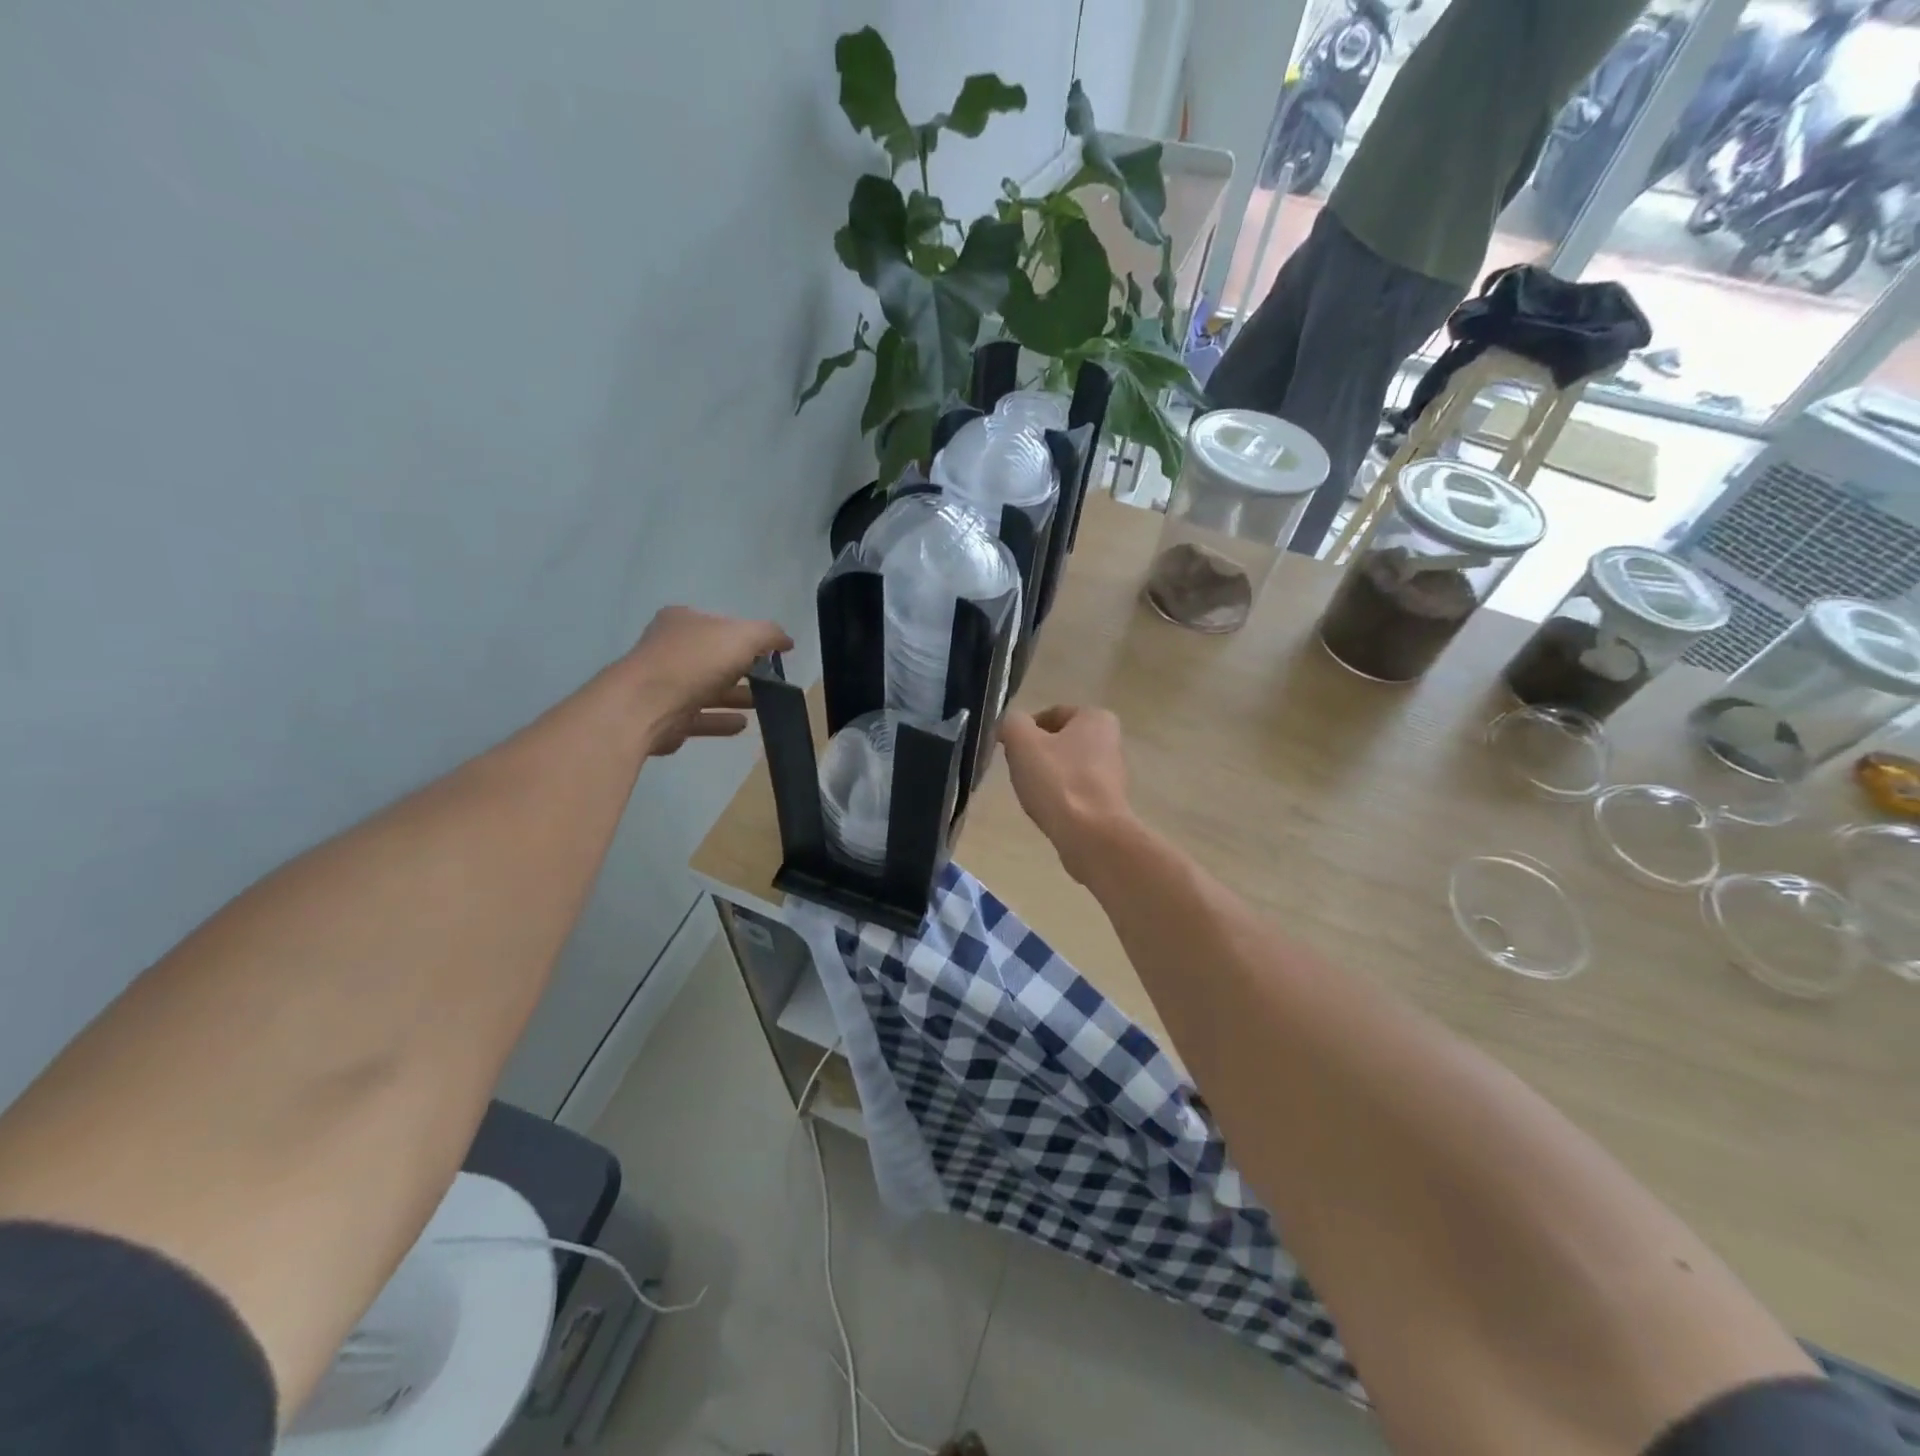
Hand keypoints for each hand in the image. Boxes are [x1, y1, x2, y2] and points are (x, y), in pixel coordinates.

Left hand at [625, 606, 793, 756]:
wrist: (646, 705)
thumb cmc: (695, 662)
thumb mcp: (742, 636)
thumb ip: (768, 635)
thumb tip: (786, 641)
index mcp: (683, 621)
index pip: (721, 625)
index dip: (748, 638)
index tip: (772, 655)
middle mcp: (670, 649)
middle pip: (715, 659)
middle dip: (744, 670)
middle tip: (772, 682)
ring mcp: (665, 684)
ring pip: (708, 690)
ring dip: (736, 696)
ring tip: (764, 705)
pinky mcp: (666, 717)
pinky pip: (701, 717)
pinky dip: (722, 720)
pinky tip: (743, 725)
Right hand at [999, 706, 1136, 881]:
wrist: (1092, 836)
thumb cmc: (1058, 781)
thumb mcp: (1022, 742)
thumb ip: (1011, 723)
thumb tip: (1010, 725)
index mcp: (1096, 718)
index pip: (1051, 714)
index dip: (1025, 730)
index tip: (1010, 750)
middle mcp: (1110, 741)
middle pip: (1059, 742)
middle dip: (1036, 755)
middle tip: (1019, 771)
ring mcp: (1112, 774)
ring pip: (1066, 768)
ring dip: (1047, 778)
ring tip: (1033, 794)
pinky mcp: (1109, 803)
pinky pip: (1075, 792)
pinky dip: (1059, 798)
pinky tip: (1048, 811)